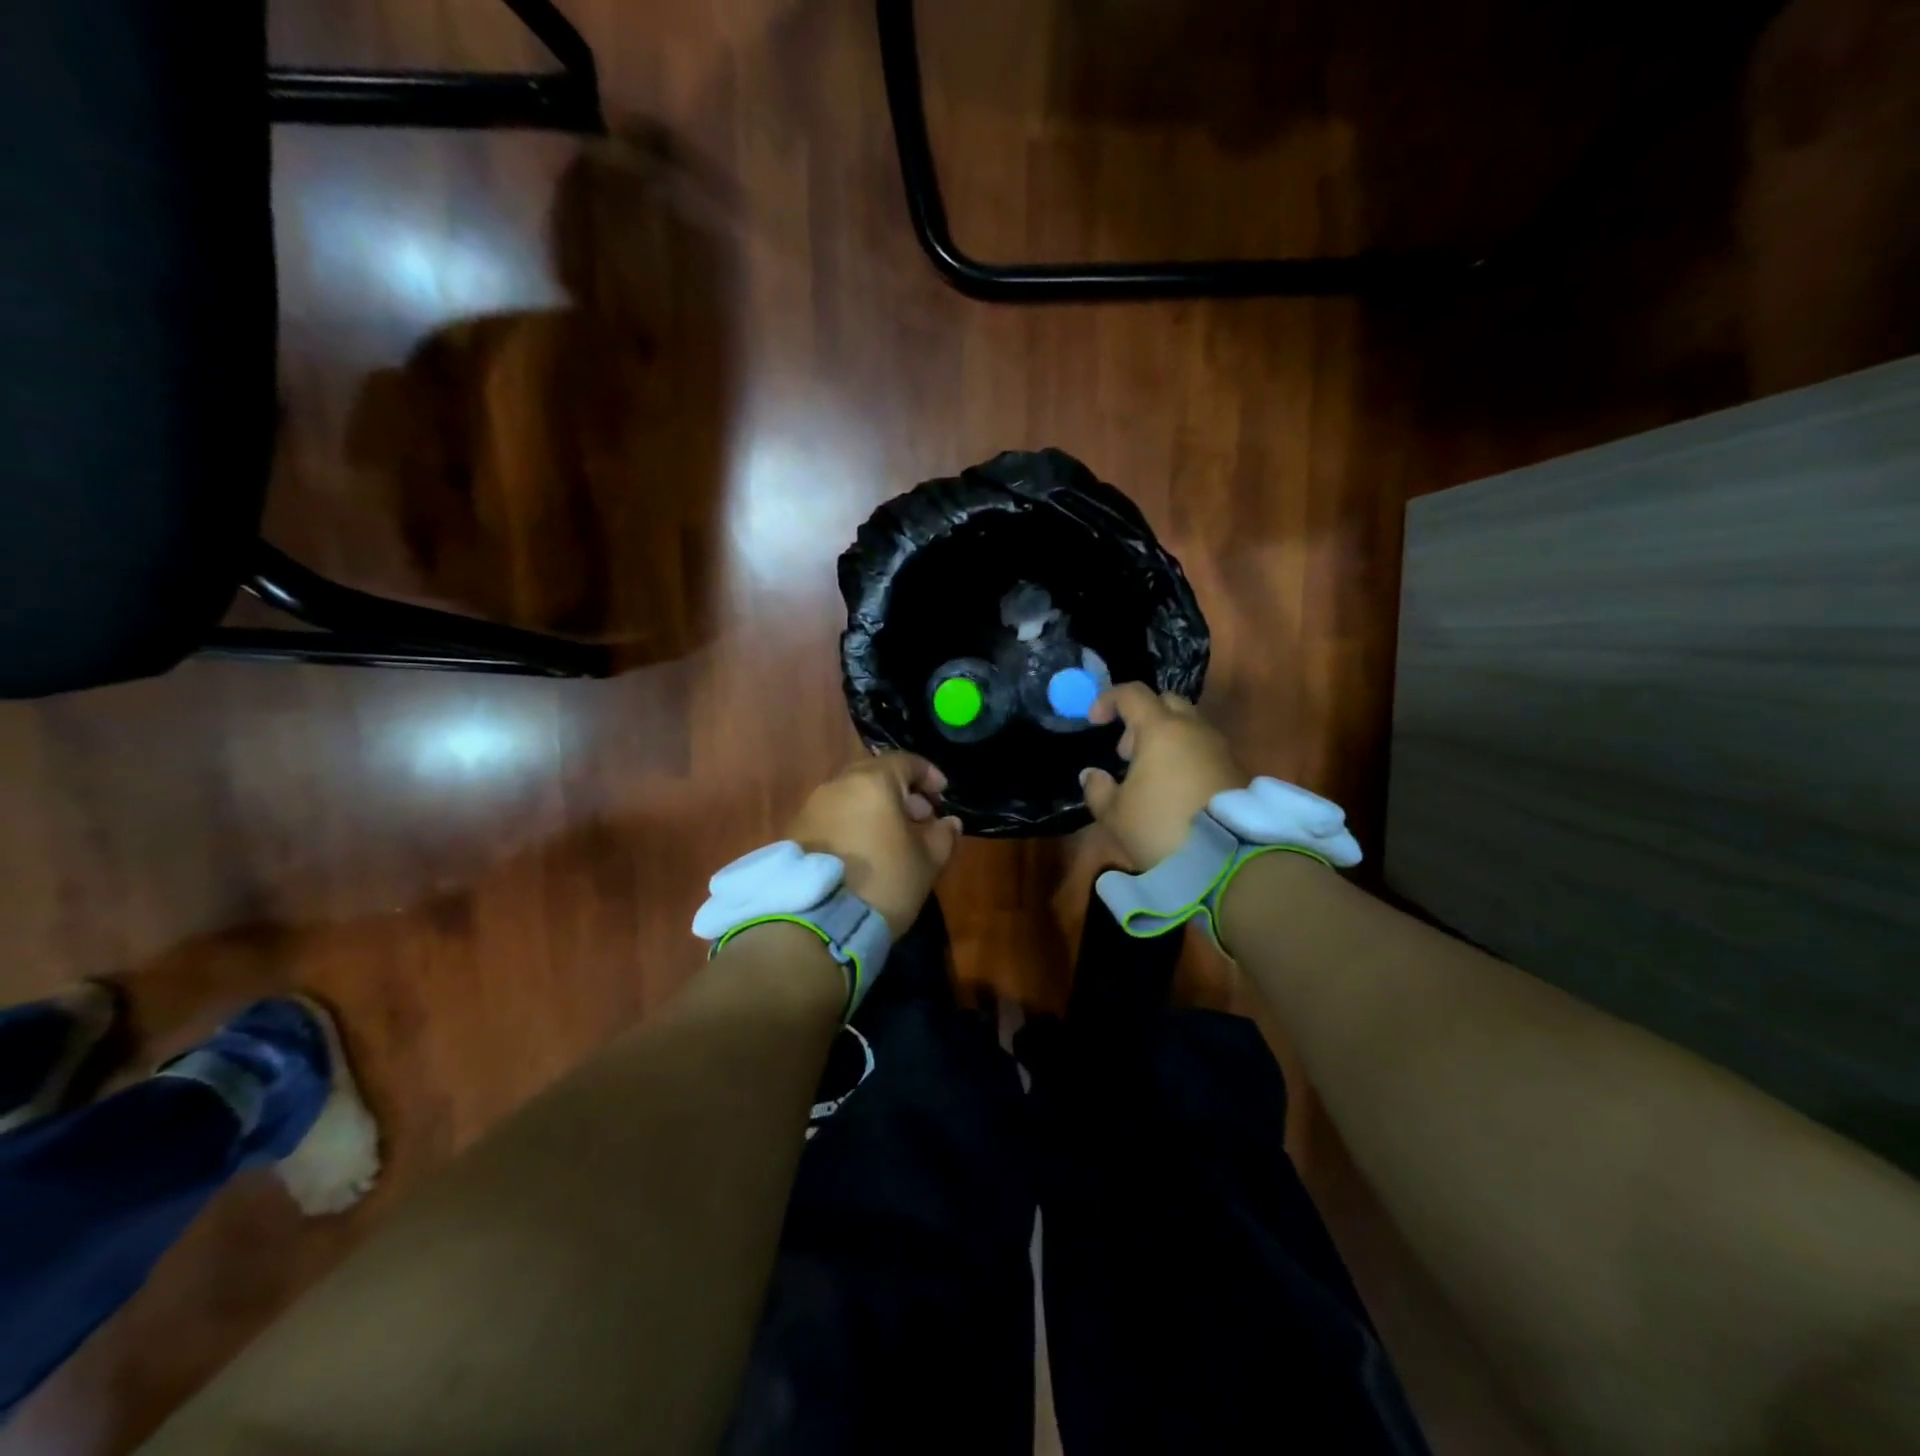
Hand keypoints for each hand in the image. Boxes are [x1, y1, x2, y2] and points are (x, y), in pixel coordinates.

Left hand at [787, 754, 962, 930]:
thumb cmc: (884, 883)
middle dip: (901, 792)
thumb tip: (948, 822)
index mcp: (873, 782)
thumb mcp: (927, 862)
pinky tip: (864, 851)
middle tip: (919, 818)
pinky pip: (833, 816)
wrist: (817, 923)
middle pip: (875, 775)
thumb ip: (943, 835)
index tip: (942, 795)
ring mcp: (811, 807)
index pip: (906, 761)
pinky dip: (853, 823)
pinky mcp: (796, 832)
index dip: (929, 775)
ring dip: (875, 808)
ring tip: (893, 839)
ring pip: (852, 795)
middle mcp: (838, 785)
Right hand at [1080, 684, 1246, 869]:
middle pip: (1166, 703)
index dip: (1108, 700)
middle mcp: (1193, 729)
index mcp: (1161, 729)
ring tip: (1148, 776)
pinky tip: (1173, 790)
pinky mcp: (1236, 770)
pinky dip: (1185, 757)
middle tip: (1126, 752)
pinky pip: (1204, 749)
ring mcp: (1219, 748)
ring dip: (1165, 740)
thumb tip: (1092, 774)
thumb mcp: (1115, 815)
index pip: (1132, 694)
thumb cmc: (1161, 827)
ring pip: (1188, 726)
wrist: (1229, 859)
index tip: (1094, 721)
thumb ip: (1097, 789)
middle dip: (1141, 719)